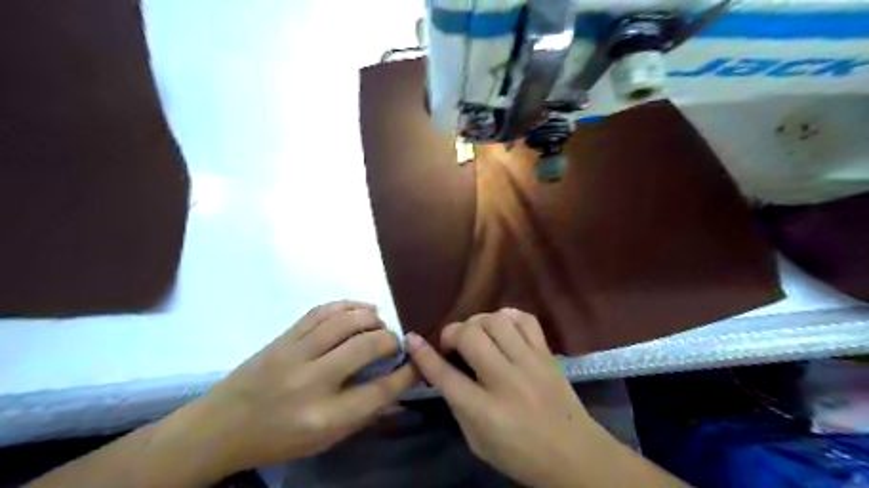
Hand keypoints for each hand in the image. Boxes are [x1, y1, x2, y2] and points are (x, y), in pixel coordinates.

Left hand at [194, 302, 416, 471]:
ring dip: (372, 318)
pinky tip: (361, 309)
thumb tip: (398, 388)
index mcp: (325, 417)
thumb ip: (364, 414)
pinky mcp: (284, 337)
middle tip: (395, 344)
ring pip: (346, 322)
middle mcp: (313, 382)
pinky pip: (322, 311)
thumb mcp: (325, 441)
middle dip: (391, 340)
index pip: (380, 390)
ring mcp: (295, 354)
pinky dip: (348, 305)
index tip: (419, 362)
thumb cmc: (277, 439)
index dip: (408, 373)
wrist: (220, 426)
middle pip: (368, 347)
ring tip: (380, 324)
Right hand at [408, 310, 598, 487]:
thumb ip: (458, 405)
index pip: (445, 376)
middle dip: (452, 333)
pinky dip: (508, 316)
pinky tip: (502, 326)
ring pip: (496, 322)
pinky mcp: (548, 354)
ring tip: (476, 334)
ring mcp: (530, 364)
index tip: (411, 338)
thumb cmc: (520, 455)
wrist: (575, 456)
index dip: (423, 354)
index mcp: (485, 412)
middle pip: (470, 337)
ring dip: (478, 322)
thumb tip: (444, 372)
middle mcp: (506, 381)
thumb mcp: (477, 442)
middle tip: (452, 343)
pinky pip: (526, 319)